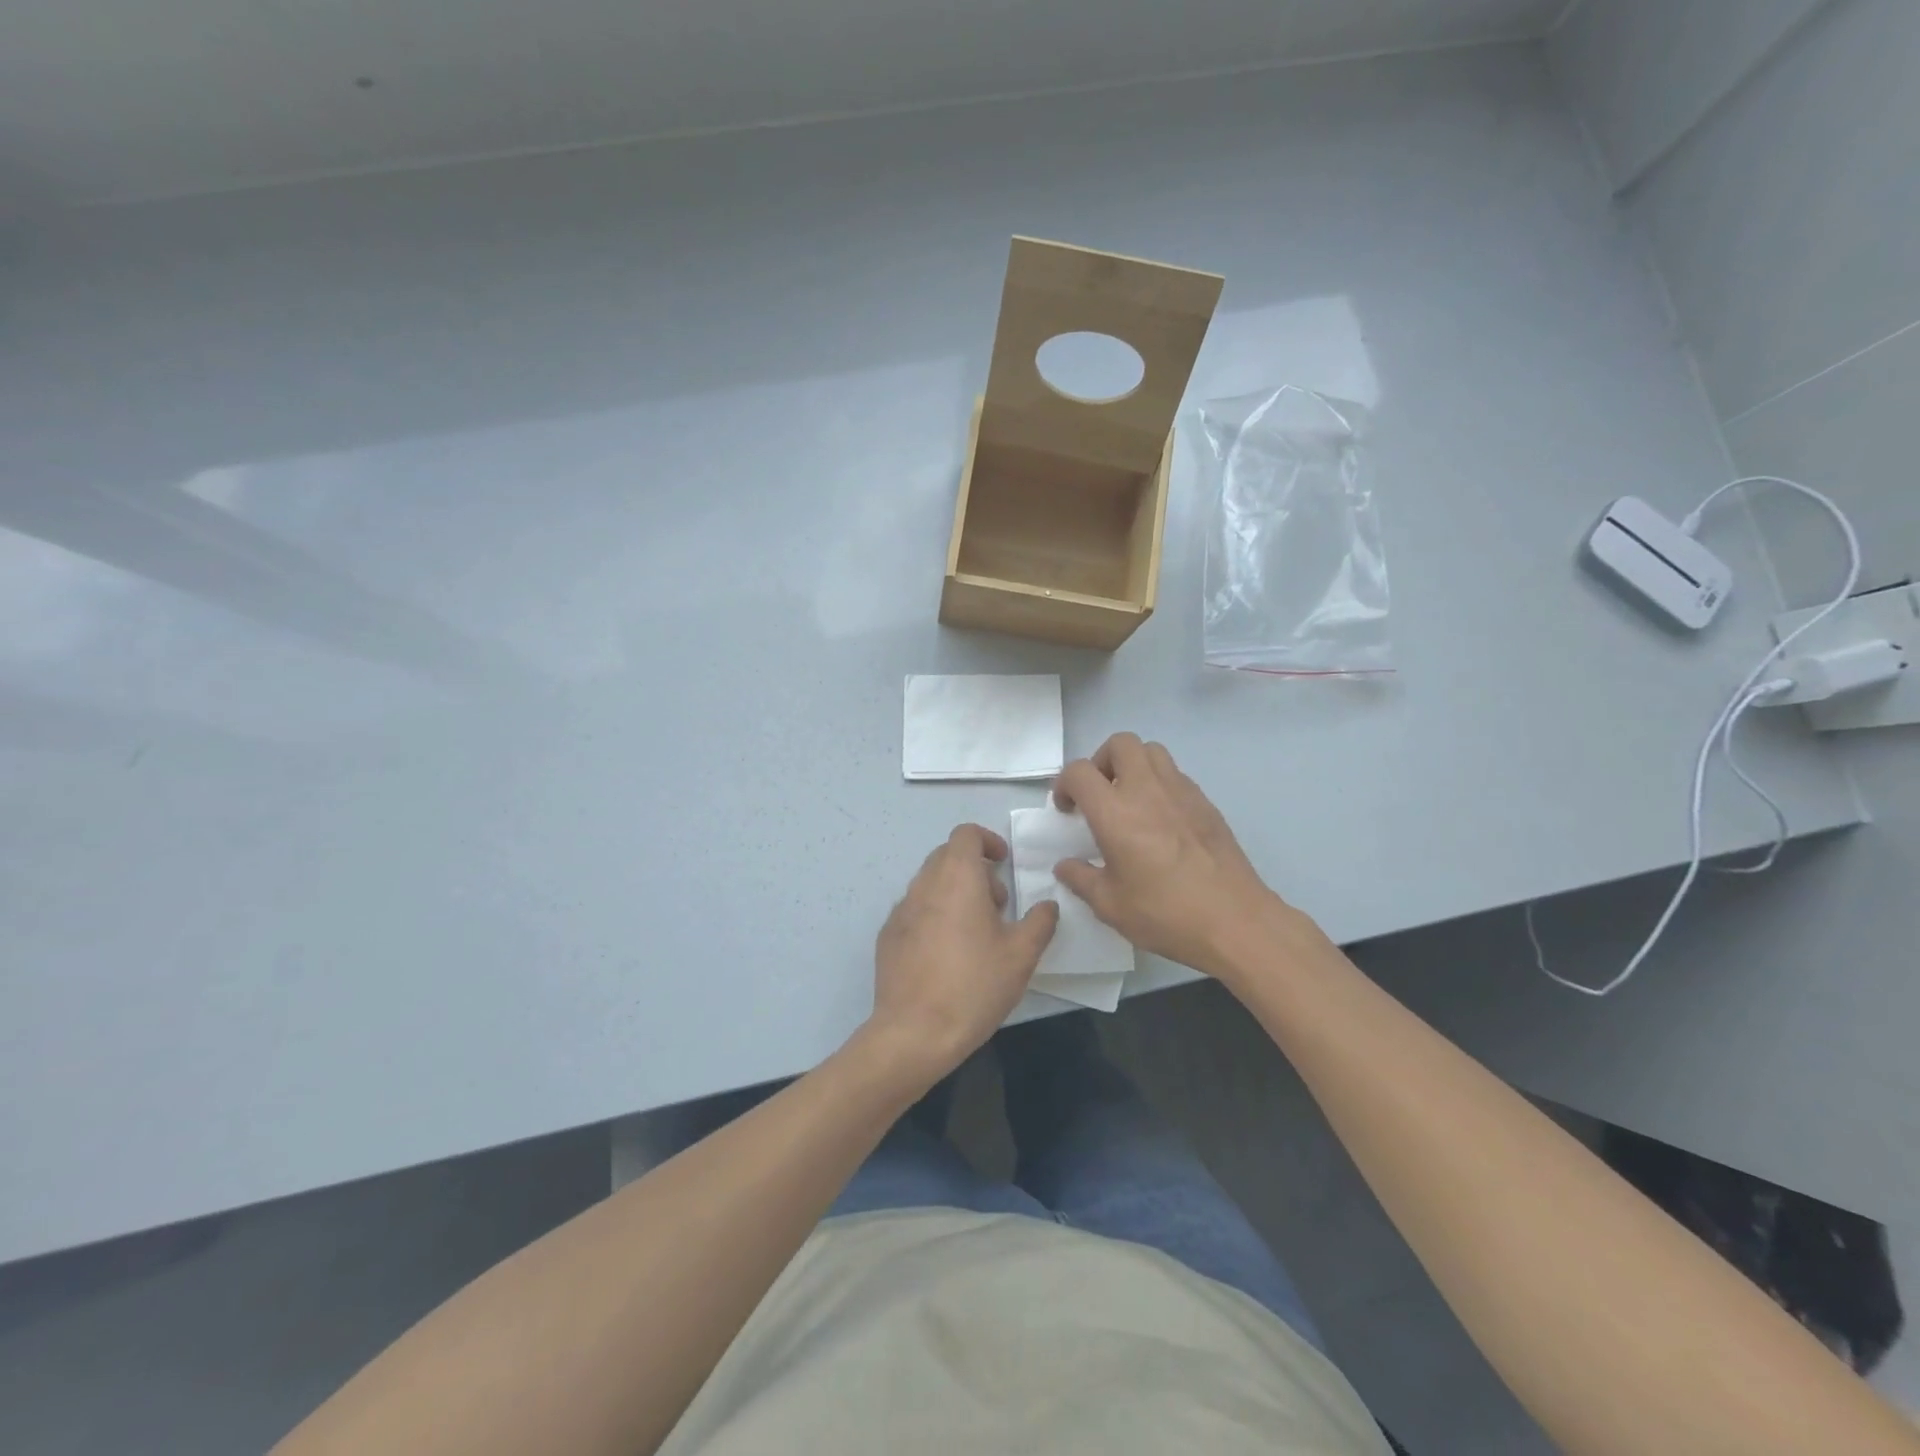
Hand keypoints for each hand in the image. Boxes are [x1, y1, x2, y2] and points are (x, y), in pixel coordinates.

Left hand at [867, 824, 1058, 1081]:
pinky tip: (947, 955)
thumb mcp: (1022, 955)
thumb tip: (1047, 905)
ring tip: (975, 934)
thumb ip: (1040, 922)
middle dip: (975, 870)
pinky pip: (915, 911)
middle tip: (997, 905)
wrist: (914, 1032)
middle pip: (947, 856)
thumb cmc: (974, 985)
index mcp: (957, 878)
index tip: (1004, 864)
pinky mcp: (887, 936)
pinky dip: (934, 916)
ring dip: (954, 893)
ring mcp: (901, 910)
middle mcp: (924, 884)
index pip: (966, 834)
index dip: (988, 841)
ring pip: (930, 884)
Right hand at [1053, 733, 1298, 983]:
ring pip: (1152, 751)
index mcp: (1115, 813)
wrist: (1235, 922)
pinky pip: (1176, 775)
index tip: (1067, 810)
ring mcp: (1181, 792)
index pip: (1079, 772)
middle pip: (1120, 744)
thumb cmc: (1165, 914)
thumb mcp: (1110, 906)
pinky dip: (1159, 784)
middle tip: (1099, 795)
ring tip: (1129, 801)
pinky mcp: (1206, 803)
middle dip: (1101, 761)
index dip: (1064, 784)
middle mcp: (1147, 790)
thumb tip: (1066, 865)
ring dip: (1133, 766)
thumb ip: (1081, 879)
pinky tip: (1160, 820)